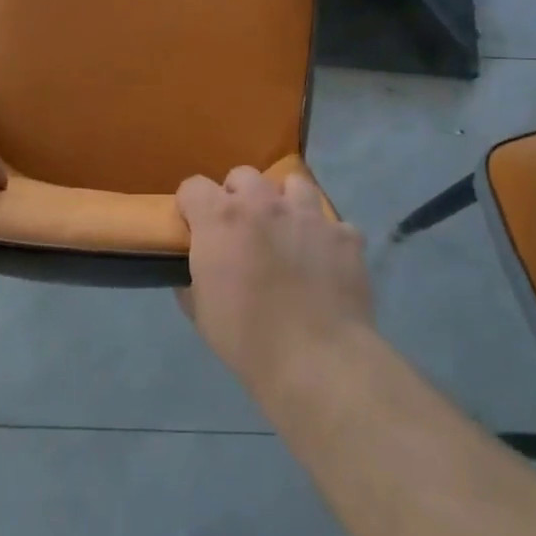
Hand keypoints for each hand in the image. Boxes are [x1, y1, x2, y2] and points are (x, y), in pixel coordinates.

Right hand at [176, 166, 372, 387]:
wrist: (316, 359)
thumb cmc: (246, 337)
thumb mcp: (200, 311)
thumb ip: (193, 278)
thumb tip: (195, 272)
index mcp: (222, 218)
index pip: (193, 186)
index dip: (191, 205)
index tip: (194, 226)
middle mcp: (264, 204)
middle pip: (244, 176)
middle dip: (238, 196)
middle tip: (241, 230)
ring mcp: (309, 216)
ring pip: (294, 184)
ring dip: (285, 202)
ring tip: (287, 231)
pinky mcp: (345, 236)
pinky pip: (334, 225)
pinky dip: (327, 239)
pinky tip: (326, 264)